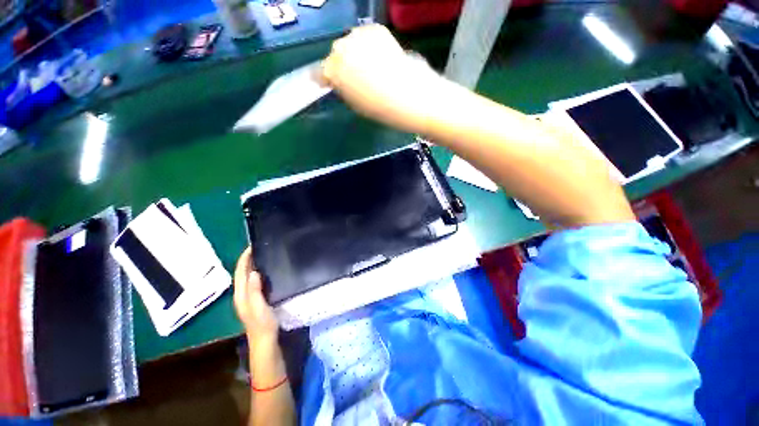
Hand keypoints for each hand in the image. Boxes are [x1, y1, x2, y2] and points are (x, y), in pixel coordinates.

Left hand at [233, 247, 278, 345]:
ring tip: (262, 255)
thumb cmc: (263, 324)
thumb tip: (253, 272)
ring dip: (251, 265)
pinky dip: (256, 272)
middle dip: (247, 260)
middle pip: (241, 273)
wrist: (264, 341)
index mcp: (241, 295)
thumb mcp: (259, 307)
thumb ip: (255, 291)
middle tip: (259, 248)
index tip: (252, 246)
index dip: (244, 259)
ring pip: (246, 277)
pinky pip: (252, 281)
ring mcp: (247, 298)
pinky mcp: (254, 300)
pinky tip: (265, 271)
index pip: (240, 273)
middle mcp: (241, 295)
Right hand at [321, 24, 444, 133]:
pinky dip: (370, 46)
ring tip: (372, 68)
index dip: (326, 78)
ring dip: (357, 53)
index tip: (329, 83)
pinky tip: (381, 59)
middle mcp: (341, 48)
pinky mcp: (375, 30)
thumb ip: (343, 89)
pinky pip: (366, 37)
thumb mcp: (355, 104)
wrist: (409, 95)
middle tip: (356, 77)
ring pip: (351, 43)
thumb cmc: (381, 108)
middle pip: (336, 54)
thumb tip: (339, 81)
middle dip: (342, 64)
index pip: (320, 72)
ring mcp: (358, 36)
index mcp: (333, 71)